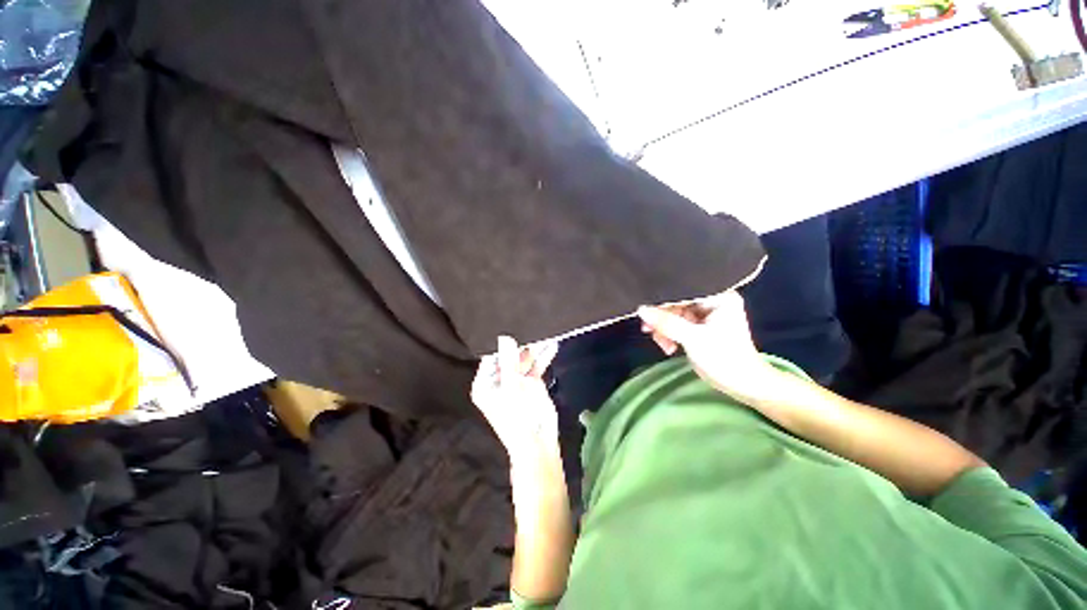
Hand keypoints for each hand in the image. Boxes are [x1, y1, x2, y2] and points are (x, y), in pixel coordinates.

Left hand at [471, 336, 560, 462]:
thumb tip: (504, 337)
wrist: (538, 442)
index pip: (490, 356)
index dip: (500, 343)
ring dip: (534, 348)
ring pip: (524, 359)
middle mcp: (499, 379)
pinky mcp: (531, 382)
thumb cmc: (517, 417)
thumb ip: (509, 361)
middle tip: (531, 324)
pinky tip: (552, 345)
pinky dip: (543, 357)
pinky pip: (536, 365)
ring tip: (545, 331)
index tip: (509, 323)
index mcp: (485, 383)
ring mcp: (516, 380)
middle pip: (509, 356)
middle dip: (521, 343)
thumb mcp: (511, 388)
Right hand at [637, 291, 775, 401]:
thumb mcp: (693, 339)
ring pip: (674, 315)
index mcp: (719, 297)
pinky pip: (676, 324)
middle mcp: (712, 302)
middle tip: (649, 330)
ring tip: (663, 344)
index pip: (684, 291)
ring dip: (664, 329)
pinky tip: (669, 347)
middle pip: (676, 303)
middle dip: (662, 318)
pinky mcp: (698, 328)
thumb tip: (641, 310)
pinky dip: (669, 334)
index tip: (646, 312)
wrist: (742, 385)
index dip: (663, 300)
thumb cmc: (725, 359)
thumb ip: (666, 323)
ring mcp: (705, 315)